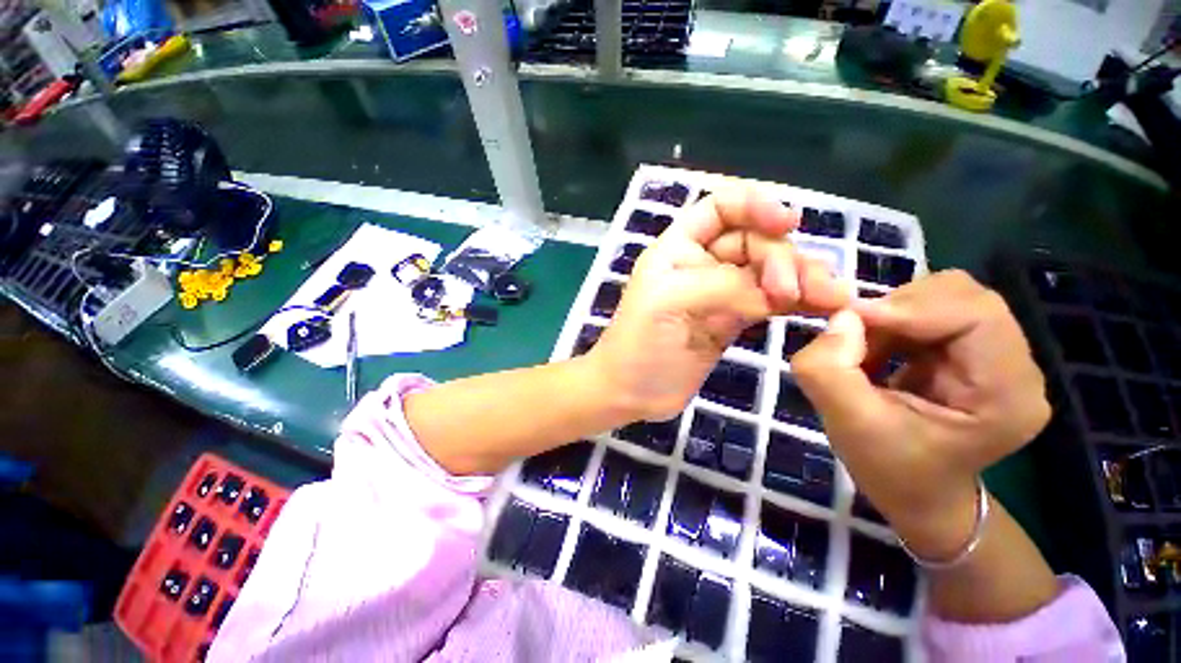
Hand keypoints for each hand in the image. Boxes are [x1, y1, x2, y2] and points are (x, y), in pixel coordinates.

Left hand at [587, 186, 849, 421]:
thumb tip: (778, 292)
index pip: (719, 208)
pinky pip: (769, 302)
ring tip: (832, 298)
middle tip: (798, 291)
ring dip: (800, 278)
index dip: (754, 205)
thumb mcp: (670, 304)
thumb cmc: (638, 343)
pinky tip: (820, 306)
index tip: (789, 223)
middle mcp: (700, 264)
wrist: (630, 391)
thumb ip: (724, 288)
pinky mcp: (731, 321)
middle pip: (753, 241)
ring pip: (767, 272)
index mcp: (677, 249)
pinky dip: (796, 301)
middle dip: (781, 259)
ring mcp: (718, 294)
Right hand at [790, 270, 1050, 560]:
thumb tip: (841, 319)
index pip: (975, 314)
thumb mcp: (849, 426)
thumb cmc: (891, 472)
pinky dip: (894, 323)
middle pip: (963, 296)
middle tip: (854, 337)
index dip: (909, 307)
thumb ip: (830, 371)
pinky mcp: (976, 354)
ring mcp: (1000, 358)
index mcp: (1008, 396)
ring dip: (892, 315)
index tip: (848, 319)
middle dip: (898, 308)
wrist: (919, 496)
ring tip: (864, 350)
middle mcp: (1018, 369)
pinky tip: (878, 351)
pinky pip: (934, 313)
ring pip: (946, 298)